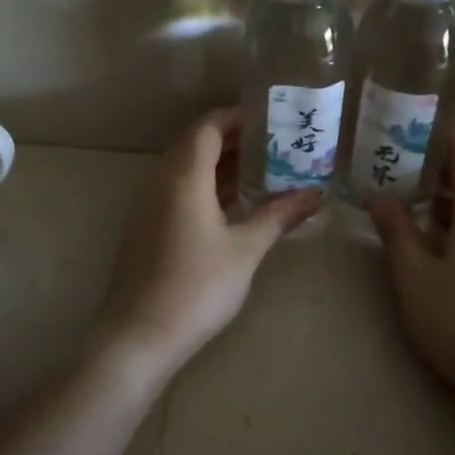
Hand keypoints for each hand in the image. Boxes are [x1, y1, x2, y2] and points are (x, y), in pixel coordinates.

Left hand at [91, 108, 320, 384]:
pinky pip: (178, 190)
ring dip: (220, 164)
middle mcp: (160, 181)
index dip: (239, 117)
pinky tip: (234, 205)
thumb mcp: (245, 249)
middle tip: (276, 144)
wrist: (138, 337)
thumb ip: (279, 215)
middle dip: (235, 139)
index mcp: (183, 176)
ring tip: (263, 170)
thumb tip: (315, 194)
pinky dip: (206, 186)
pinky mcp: (146, 227)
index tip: (273, 119)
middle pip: (196, 143)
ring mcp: (148, 204)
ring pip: (186, 168)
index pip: (209, 126)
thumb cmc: (196, 287)